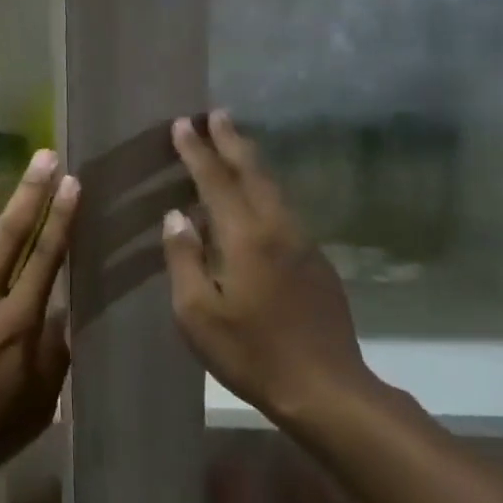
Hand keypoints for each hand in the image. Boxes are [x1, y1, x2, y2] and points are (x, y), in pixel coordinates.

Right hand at [162, 111, 374, 421]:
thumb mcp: (196, 312)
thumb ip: (183, 259)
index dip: (197, 151)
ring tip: (231, 143)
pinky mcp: (315, 261)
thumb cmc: (250, 352)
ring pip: (272, 189)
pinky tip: (250, 199)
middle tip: (214, 114)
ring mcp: (303, 243)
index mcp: (246, 237)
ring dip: (249, 161)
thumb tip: (177, 217)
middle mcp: (278, 229)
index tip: (183, 124)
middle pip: (253, 173)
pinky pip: (281, 210)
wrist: (325, 389)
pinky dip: (261, 190)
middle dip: (231, 141)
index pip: (216, 181)